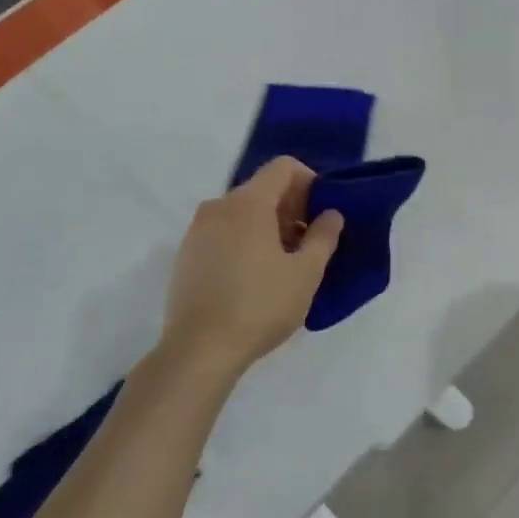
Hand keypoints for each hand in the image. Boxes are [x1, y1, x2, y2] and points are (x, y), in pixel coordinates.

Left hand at [159, 157, 343, 379]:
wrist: (198, 350)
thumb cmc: (259, 306)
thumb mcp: (305, 273)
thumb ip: (324, 237)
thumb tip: (331, 214)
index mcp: (248, 203)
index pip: (283, 167)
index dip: (310, 182)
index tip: (323, 213)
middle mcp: (218, 207)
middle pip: (263, 189)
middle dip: (292, 208)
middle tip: (311, 243)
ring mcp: (197, 231)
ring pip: (242, 213)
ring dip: (270, 226)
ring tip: (286, 264)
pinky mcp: (187, 255)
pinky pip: (224, 233)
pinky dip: (246, 241)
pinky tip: (257, 277)